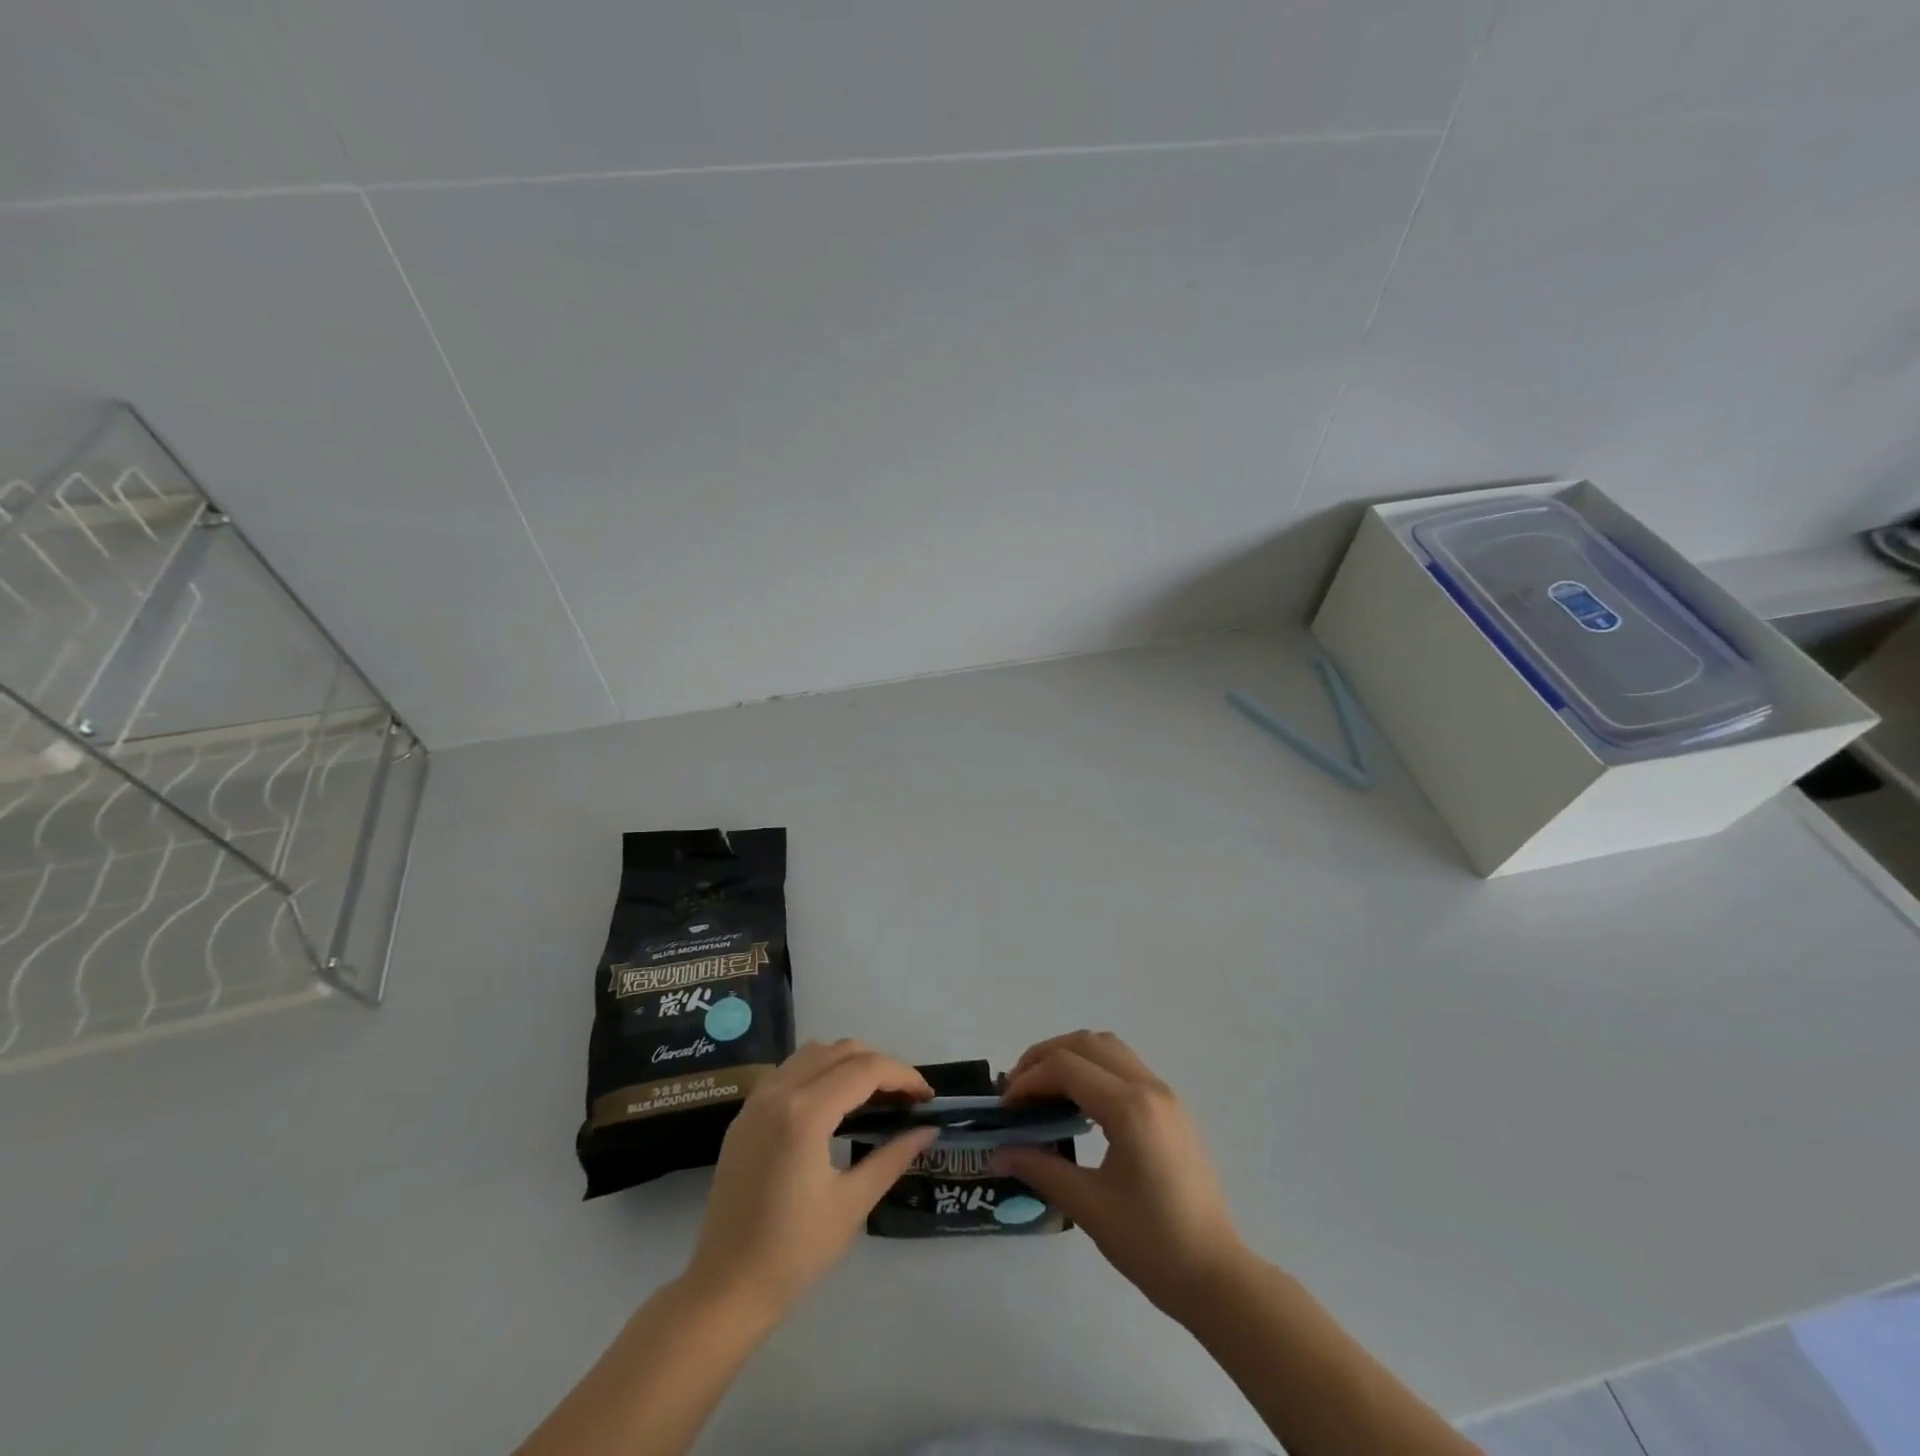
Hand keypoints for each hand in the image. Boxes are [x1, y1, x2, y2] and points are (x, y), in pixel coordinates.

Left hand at [684, 1040, 936, 1320]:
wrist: (725, 1289)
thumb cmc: (794, 1253)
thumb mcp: (852, 1204)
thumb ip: (892, 1157)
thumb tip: (927, 1130)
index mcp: (806, 1113)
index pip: (865, 1070)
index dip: (903, 1076)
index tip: (927, 1097)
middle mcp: (779, 1093)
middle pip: (840, 1051)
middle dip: (879, 1065)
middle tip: (904, 1098)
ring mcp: (757, 1101)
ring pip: (813, 1053)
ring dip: (848, 1062)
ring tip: (873, 1095)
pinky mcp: (745, 1115)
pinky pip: (789, 1071)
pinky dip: (819, 1072)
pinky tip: (833, 1105)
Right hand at [994, 1030, 1247, 1320]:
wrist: (1217, 1276)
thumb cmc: (1151, 1244)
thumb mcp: (1088, 1207)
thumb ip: (1040, 1168)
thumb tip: (996, 1153)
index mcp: (1130, 1107)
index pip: (1066, 1067)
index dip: (1028, 1079)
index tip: (1005, 1108)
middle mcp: (1149, 1087)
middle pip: (1086, 1043)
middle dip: (1045, 1057)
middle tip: (1017, 1089)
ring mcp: (1165, 1095)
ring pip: (1108, 1048)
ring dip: (1071, 1057)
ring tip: (1043, 1090)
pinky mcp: (1172, 1108)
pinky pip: (1125, 1066)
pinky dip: (1094, 1068)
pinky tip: (1078, 1104)